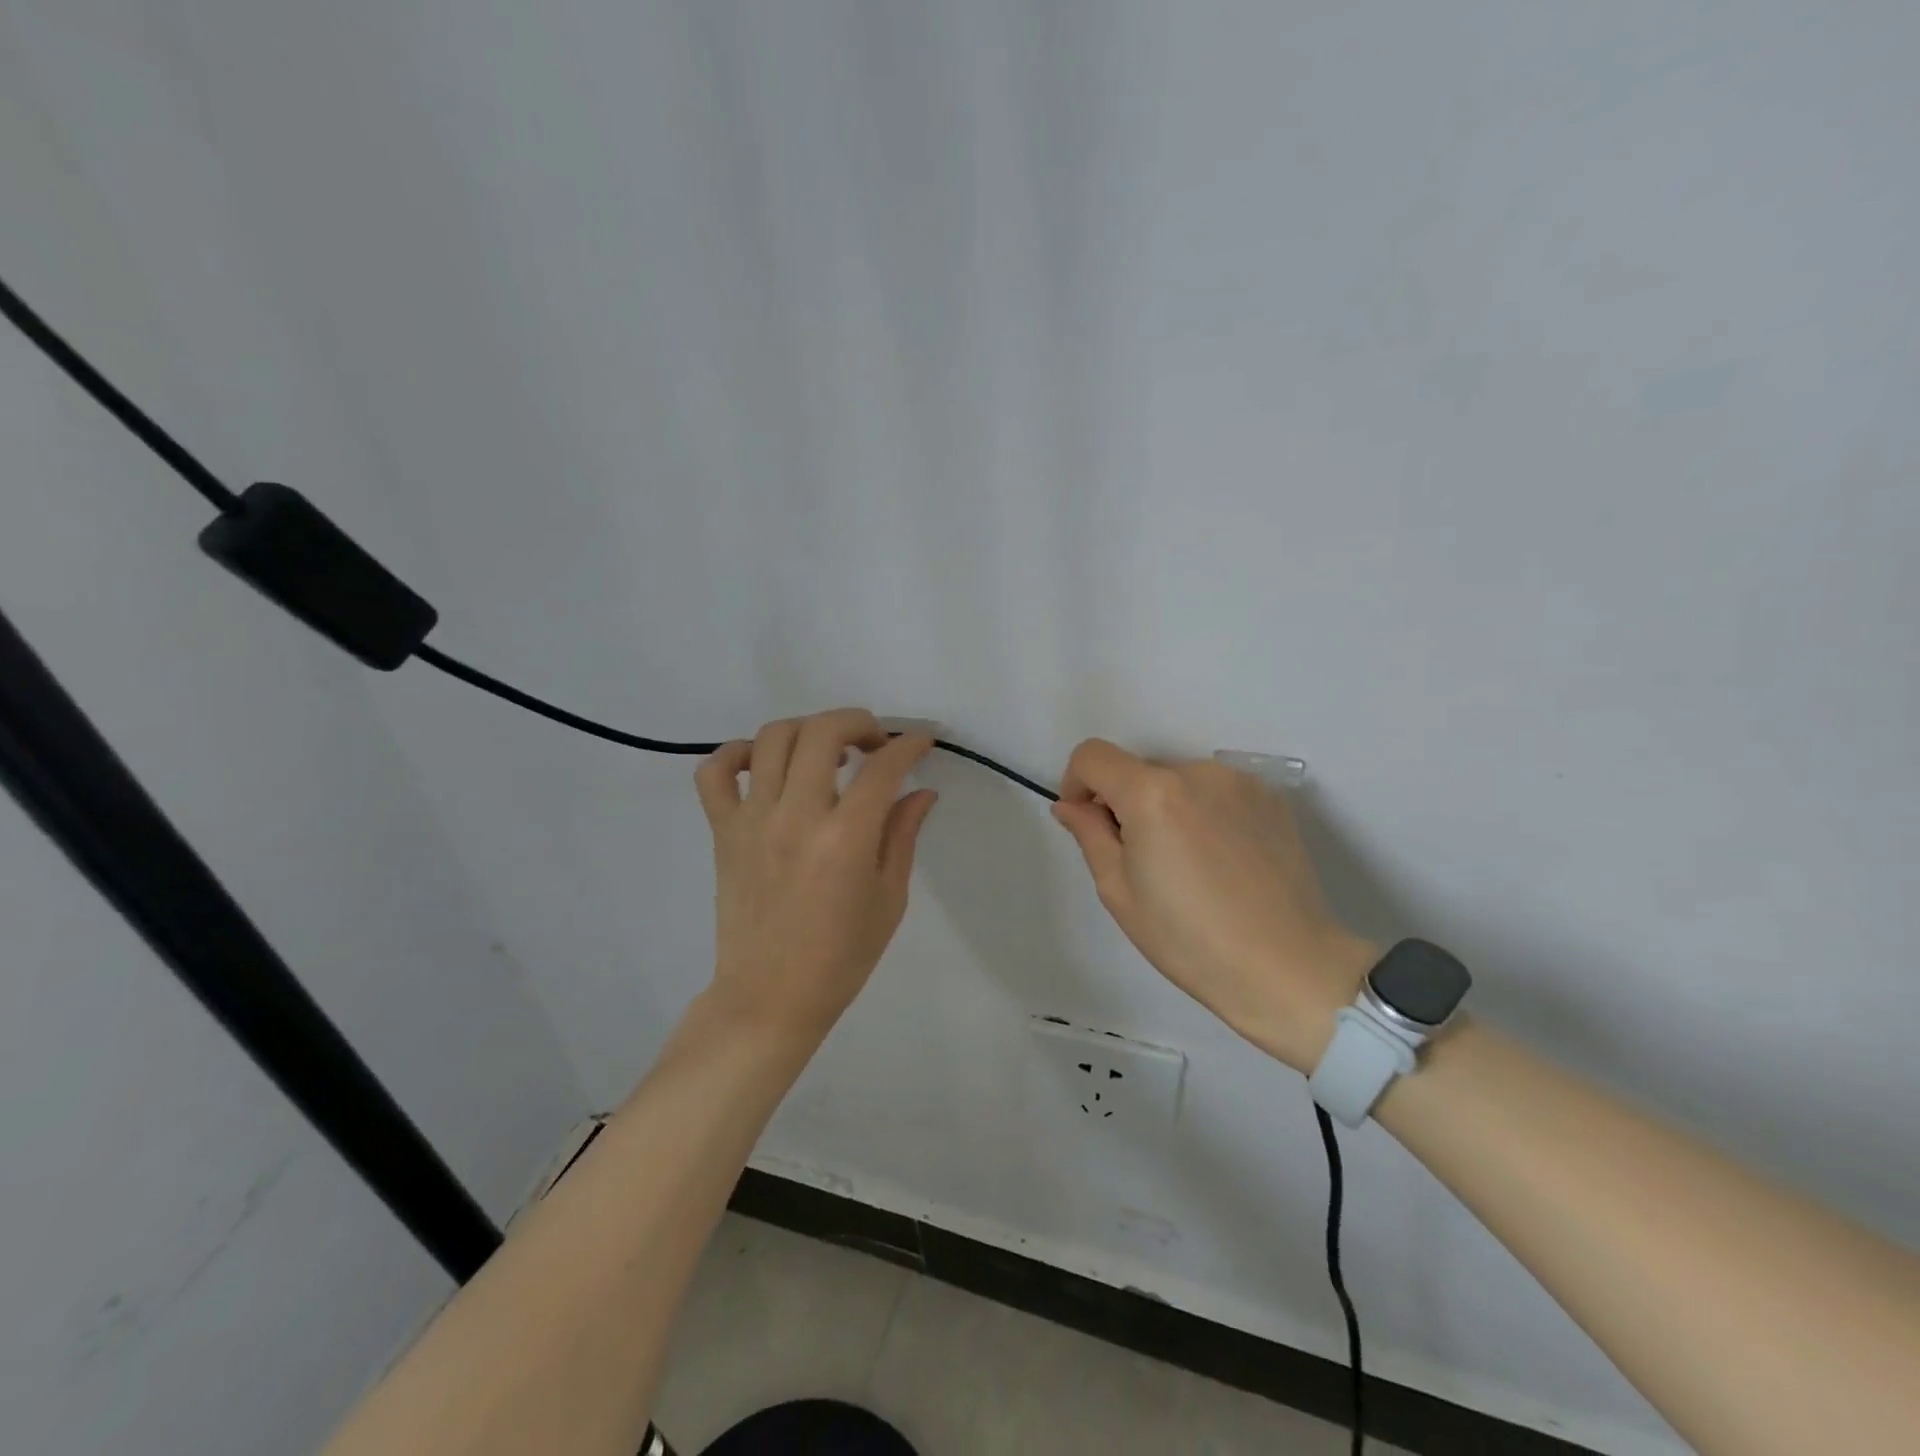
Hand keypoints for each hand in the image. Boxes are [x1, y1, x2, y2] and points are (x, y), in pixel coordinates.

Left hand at [694, 709, 937, 1042]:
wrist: (769, 998)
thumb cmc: (841, 957)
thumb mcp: (889, 899)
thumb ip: (903, 835)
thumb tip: (921, 790)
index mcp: (846, 840)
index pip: (883, 768)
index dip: (909, 744)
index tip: (922, 741)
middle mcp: (796, 817)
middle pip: (823, 732)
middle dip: (858, 721)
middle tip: (875, 742)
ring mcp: (752, 821)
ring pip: (772, 739)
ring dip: (808, 730)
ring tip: (827, 752)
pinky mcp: (723, 831)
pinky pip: (715, 772)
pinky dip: (737, 754)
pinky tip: (763, 764)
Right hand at [1053, 740, 1374, 1073]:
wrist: (1289, 968)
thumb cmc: (1189, 939)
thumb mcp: (1119, 891)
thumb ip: (1089, 834)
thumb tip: (1071, 805)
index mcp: (1151, 792)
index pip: (1092, 755)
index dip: (1077, 783)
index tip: (1087, 822)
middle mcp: (1196, 772)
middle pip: (1138, 770)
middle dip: (1125, 803)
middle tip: (1140, 860)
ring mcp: (1240, 783)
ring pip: (1179, 782)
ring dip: (1167, 807)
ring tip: (1188, 865)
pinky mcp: (1271, 799)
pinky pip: (1217, 793)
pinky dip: (1204, 813)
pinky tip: (1222, 862)